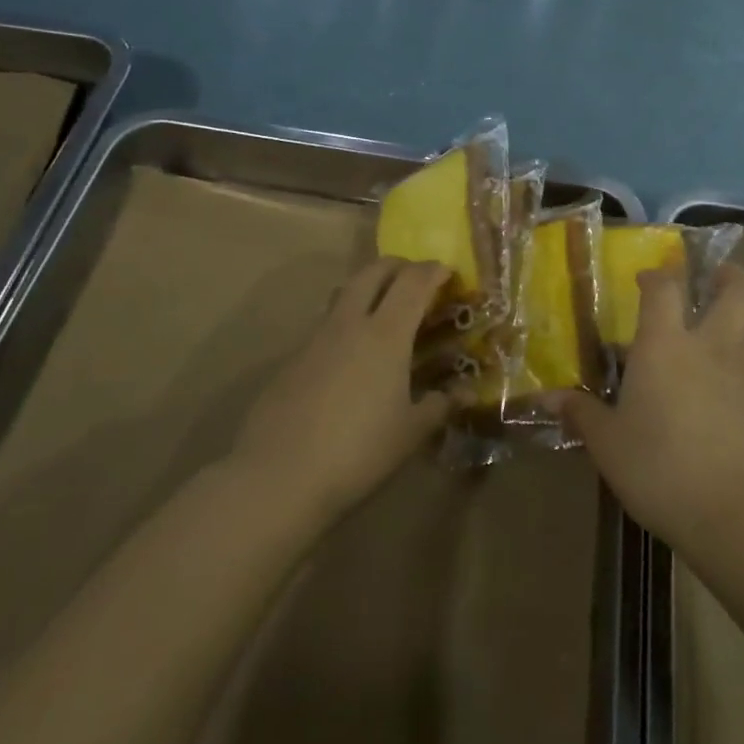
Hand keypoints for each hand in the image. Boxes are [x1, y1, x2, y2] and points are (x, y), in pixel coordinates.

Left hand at [232, 258, 452, 522]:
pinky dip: (345, 324)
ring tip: (384, 313)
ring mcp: (315, 339)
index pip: (413, 282)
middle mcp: (350, 324)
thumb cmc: (358, 452)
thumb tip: (465, 392)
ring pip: (344, 293)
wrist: (278, 477)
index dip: (433, 271)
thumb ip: (440, 405)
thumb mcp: (410, 433)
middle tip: (416, 280)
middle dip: (398, 266)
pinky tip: (351, 358)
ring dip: (367, 289)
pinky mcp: (291, 359)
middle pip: (373, 271)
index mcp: (386, 334)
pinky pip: (325, 325)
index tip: (449, 273)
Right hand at [560, 263, 743, 548]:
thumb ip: (582, 414)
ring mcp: (741, 376)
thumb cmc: (658, 467)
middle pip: (737, 293)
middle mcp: (708, 347)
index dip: (656, 276)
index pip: (665, 288)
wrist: (735, 511)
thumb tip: (548, 399)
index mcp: (665, 345)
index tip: (646, 278)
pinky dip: (734, 369)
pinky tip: (717, 393)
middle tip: (717, 275)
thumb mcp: (608, 444)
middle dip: (730, 277)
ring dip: (733, 322)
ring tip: (711, 335)